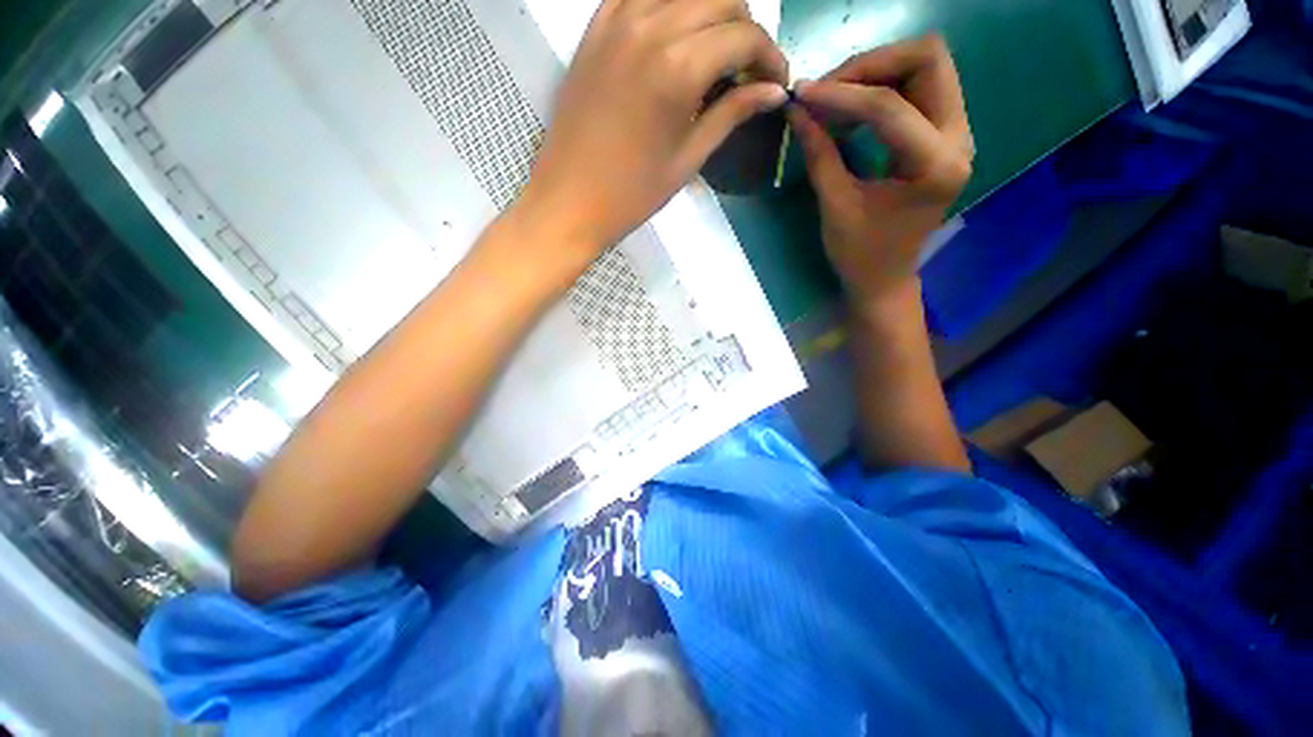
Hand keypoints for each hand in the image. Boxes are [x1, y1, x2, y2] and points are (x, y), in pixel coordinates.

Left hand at [517, 0, 788, 258]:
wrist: (569, 201)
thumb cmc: (632, 194)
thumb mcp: (688, 159)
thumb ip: (731, 113)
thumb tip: (773, 91)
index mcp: (679, 67)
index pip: (745, 36)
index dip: (770, 57)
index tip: (775, 82)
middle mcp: (651, 26)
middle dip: (746, 30)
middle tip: (747, 71)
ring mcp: (617, 20)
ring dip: (711, 12)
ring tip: (714, 53)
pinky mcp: (595, 27)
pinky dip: (668, 6)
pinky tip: (674, 36)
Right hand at [789, 35, 972, 305]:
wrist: (885, 278)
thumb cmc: (860, 254)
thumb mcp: (836, 206)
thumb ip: (819, 154)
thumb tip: (797, 110)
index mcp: (935, 165)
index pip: (889, 106)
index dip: (841, 94)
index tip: (801, 95)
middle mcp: (960, 138)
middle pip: (927, 59)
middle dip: (870, 65)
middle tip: (826, 89)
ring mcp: (957, 133)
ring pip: (925, 66)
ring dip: (876, 72)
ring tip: (834, 98)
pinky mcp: (943, 135)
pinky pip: (919, 87)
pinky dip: (882, 88)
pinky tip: (851, 109)